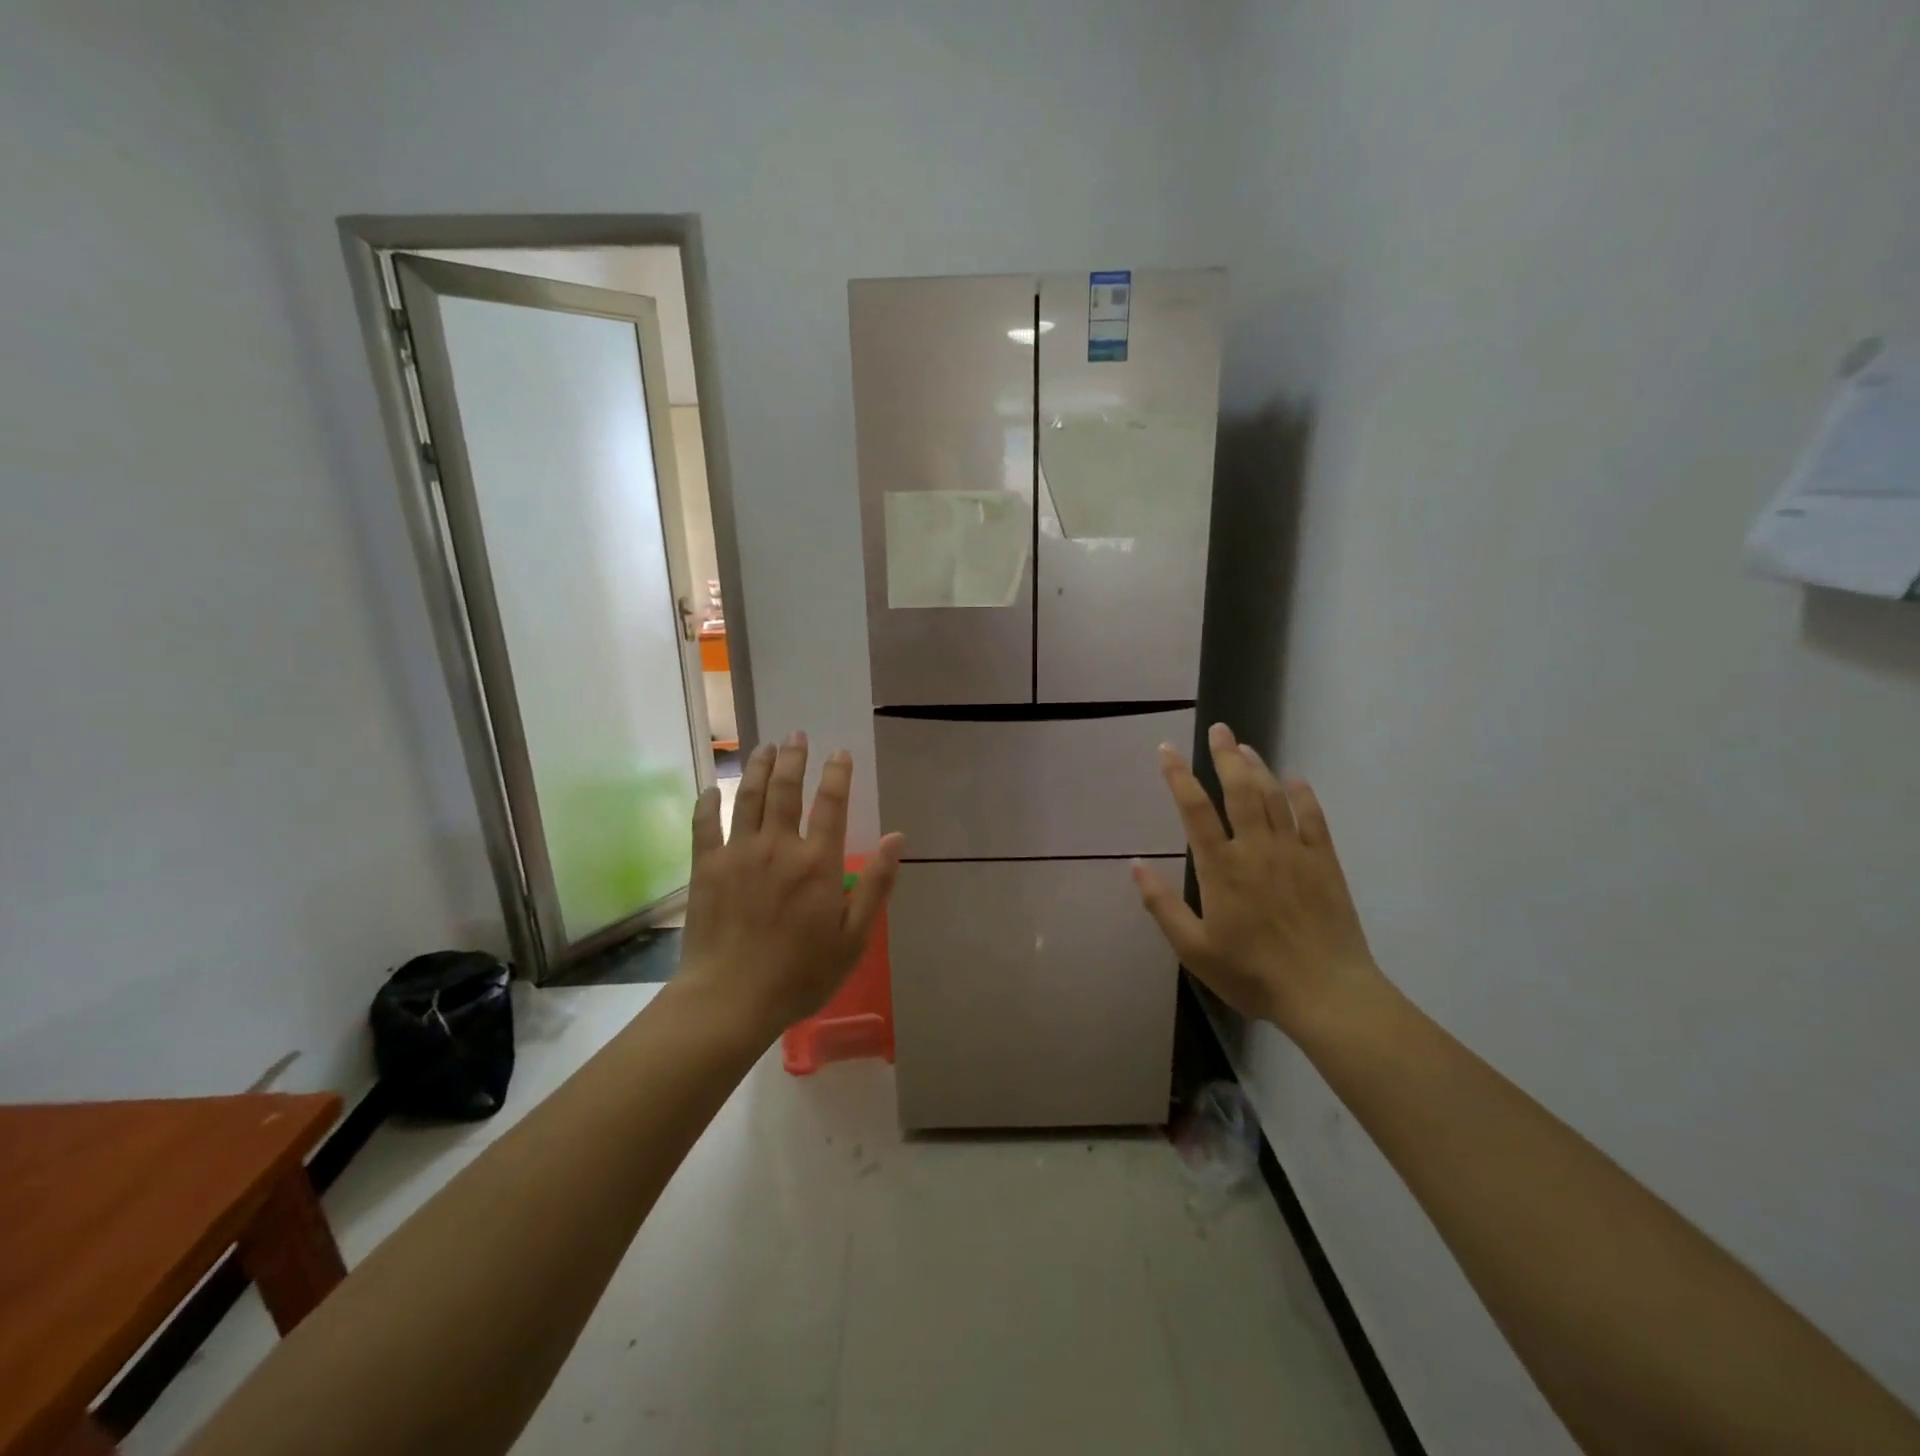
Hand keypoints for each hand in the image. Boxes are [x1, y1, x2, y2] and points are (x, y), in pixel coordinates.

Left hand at [678, 733, 903, 1042]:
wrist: (731, 999)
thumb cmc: (800, 974)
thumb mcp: (854, 937)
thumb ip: (876, 884)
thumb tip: (897, 837)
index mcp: (817, 862)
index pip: (831, 805)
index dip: (837, 774)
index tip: (840, 753)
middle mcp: (778, 846)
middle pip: (786, 790)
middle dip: (794, 758)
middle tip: (797, 735)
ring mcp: (738, 853)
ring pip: (749, 797)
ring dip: (759, 768)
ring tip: (765, 746)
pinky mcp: (706, 867)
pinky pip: (705, 824)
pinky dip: (709, 802)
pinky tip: (713, 787)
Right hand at [1133, 723, 1381, 1035]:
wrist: (1326, 993)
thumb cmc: (1252, 973)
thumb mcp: (1194, 949)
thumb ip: (1162, 905)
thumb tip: (1135, 866)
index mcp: (1221, 867)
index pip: (1194, 809)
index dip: (1178, 776)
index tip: (1166, 749)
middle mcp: (1256, 848)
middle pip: (1239, 789)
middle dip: (1225, 756)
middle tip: (1218, 730)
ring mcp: (1293, 852)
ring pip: (1273, 797)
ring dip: (1258, 768)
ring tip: (1245, 747)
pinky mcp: (1324, 863)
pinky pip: (1313, 820)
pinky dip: (1303, 796)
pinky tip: (1296, 781)